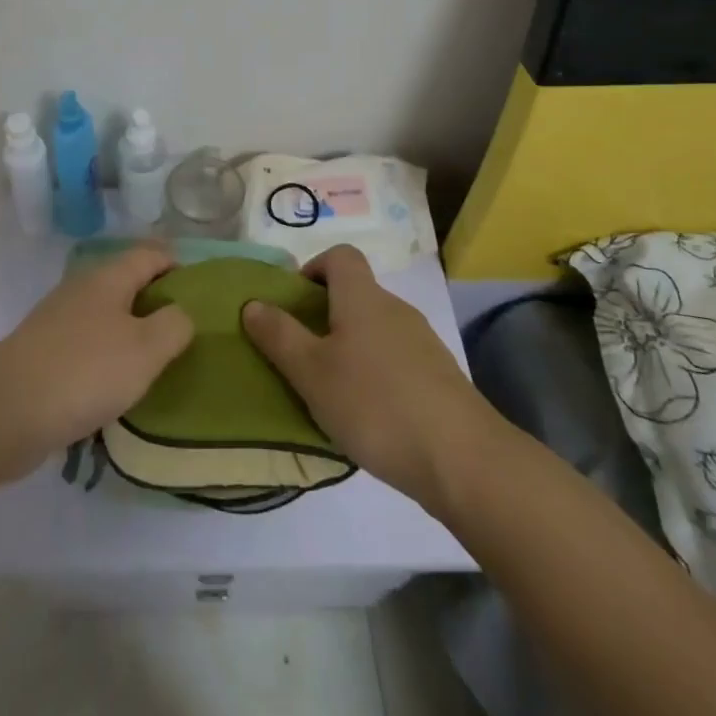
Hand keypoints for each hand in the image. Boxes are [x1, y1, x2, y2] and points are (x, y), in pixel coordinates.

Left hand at [0, 244, 193, 483]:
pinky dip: (107, 356)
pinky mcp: (43, 355)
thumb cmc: (84, 372)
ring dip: (130, 330)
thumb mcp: (146, 349)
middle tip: (184, 327)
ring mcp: (57, 322)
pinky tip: (117, 385)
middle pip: (126, 282)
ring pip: (105, 315)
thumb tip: (180, 312)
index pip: (150, 254)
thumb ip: (174, 326)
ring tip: (157, 358)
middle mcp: (81, 290)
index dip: (176, 263)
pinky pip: (87, 345)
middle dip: (155, 299)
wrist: (4, 413)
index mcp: (108, 278)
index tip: (201, 288)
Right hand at [242, 244, 486, 506]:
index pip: (340, 256)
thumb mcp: (311, 373)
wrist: (463, 459)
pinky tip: (369, 416)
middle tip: (302, 356)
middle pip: (356, 294)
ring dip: (350, 349)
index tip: (294, 305)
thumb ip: (279, 336)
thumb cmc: (375, 405)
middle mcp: (395, 309)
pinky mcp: (439, 377)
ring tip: (331, 392)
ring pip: (375, 330)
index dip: (313, 269)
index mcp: (363, 298)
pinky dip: (376, 374)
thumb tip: (253, 303)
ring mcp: (422, 342)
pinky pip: (396, 360)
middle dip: (325, 317)